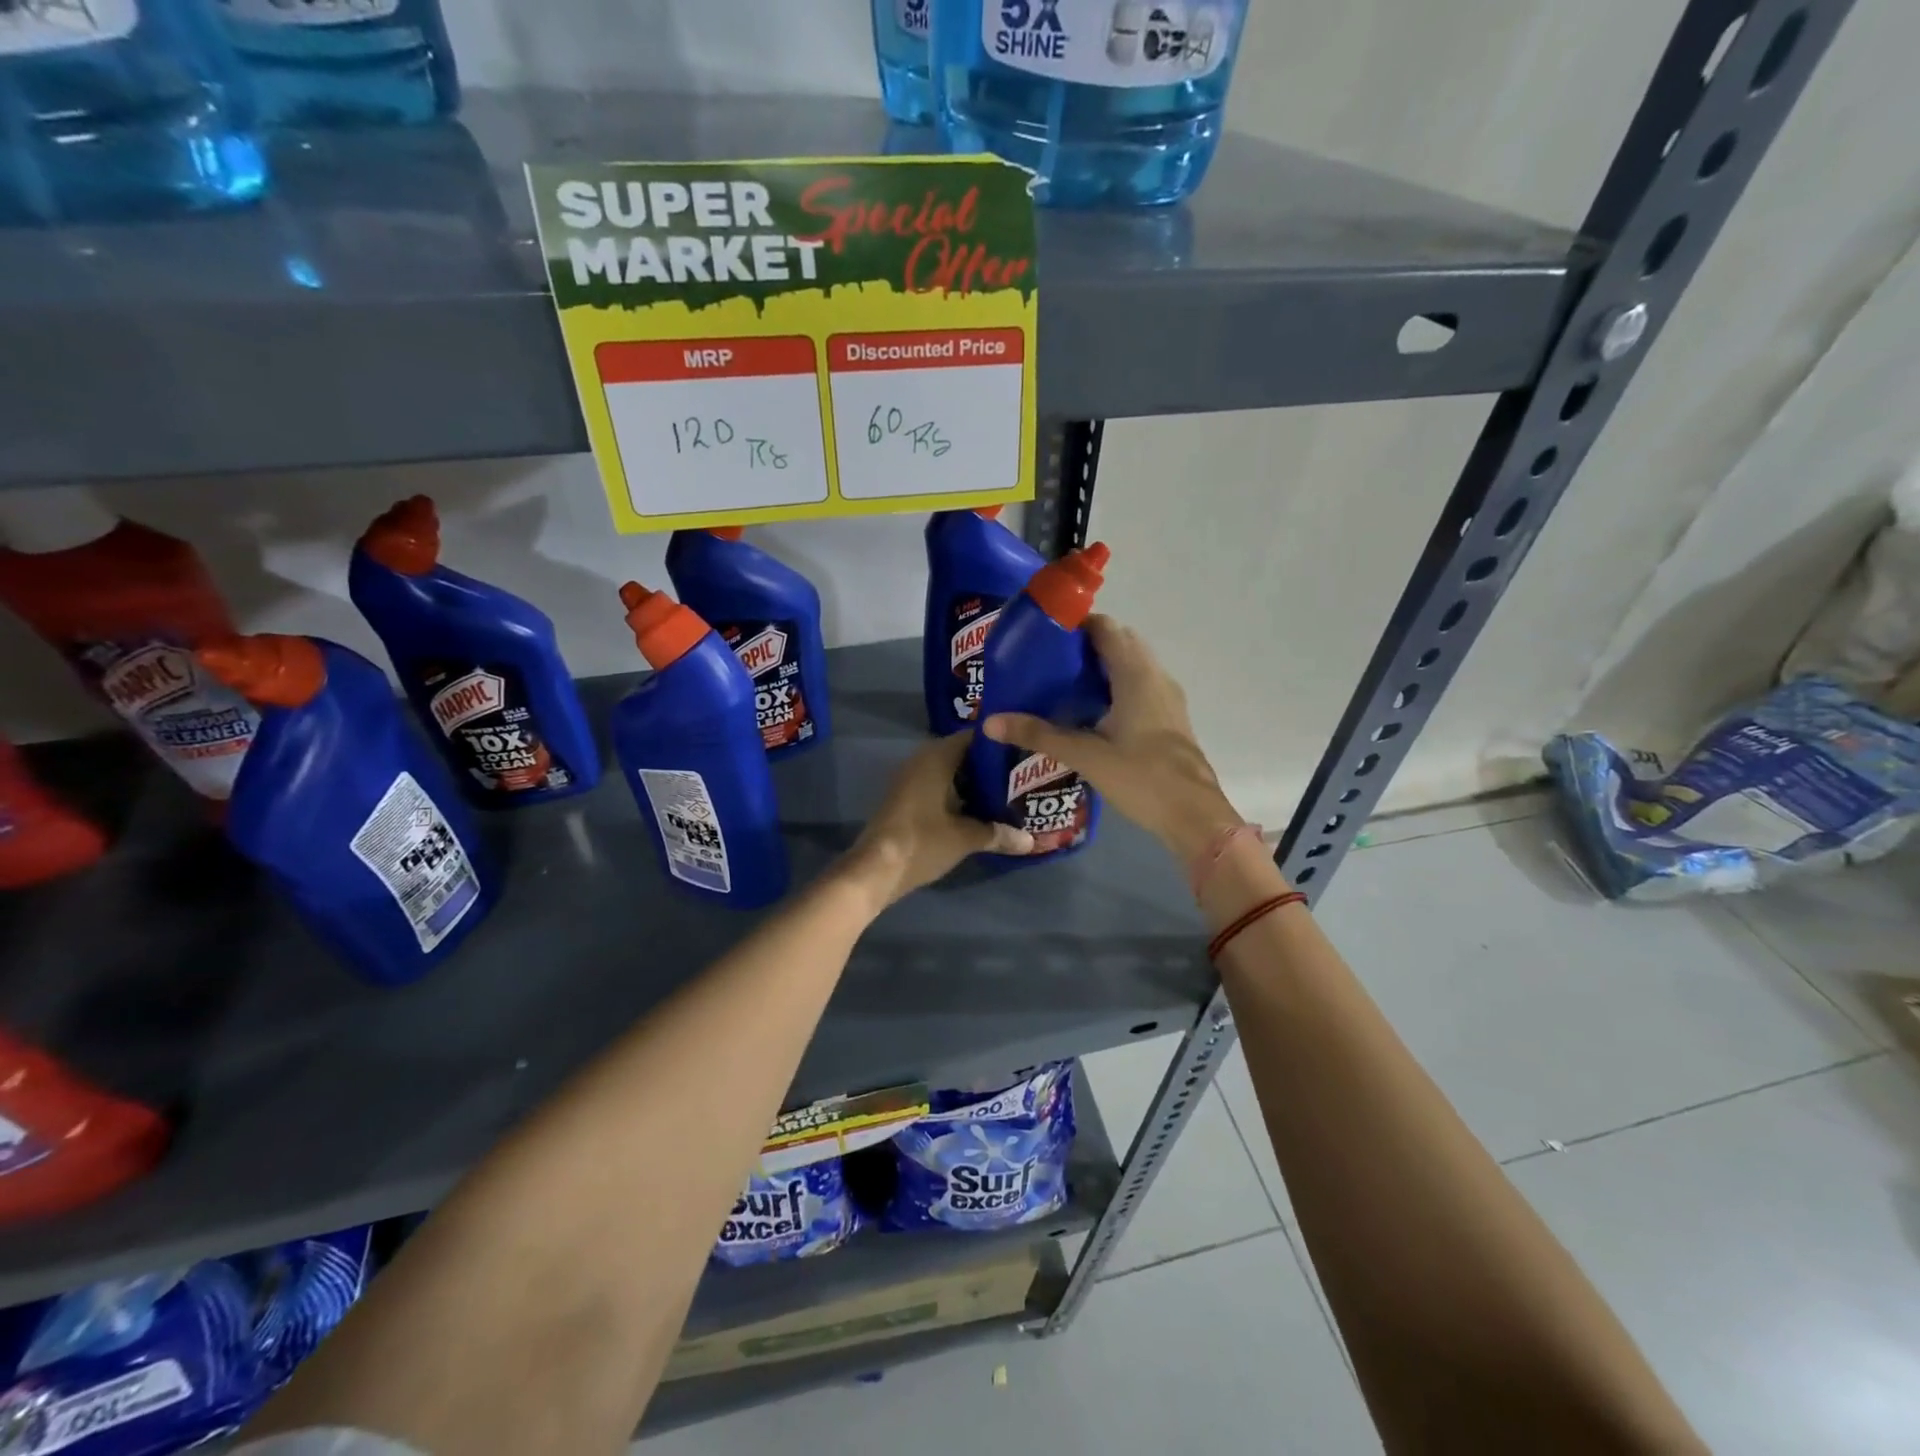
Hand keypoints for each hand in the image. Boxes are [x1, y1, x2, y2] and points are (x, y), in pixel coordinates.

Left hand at [839, 732, 1033, 910]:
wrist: (875, 869)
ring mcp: (911, 779)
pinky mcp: (907, 799)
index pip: (975, 737)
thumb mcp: (966, 838)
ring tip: (1009, 794)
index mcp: (937, 756)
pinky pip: (939, 787)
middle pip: (964, 755)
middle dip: (991, 767)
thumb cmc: (922, 841)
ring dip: (975, 784)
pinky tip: (981, 811)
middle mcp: (922, 759)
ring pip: (952, 773)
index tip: (1025, 754)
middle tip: (1023, 777)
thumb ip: (998, 834)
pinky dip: (959, 795)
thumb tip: (1030, 841)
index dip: (1001, 744)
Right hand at [984, 614, 1241, 860]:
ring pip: (1132, 664)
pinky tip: (1092, 711)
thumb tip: (990, 722)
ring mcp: (1167, 696)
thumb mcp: (1085, 755)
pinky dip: (1116, 685)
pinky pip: (1140, 684)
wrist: (1193, 815)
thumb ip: (1039, 735)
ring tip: (1063, 684)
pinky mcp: (1170, 716)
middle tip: (1048, 663)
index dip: (1075, 625)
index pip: (1105, 627)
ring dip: (1102, 666)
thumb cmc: (1142, 778)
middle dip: (1085, 645)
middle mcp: (1155, 675)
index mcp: (1136, 674)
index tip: (1043, 637)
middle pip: (1119, 641)